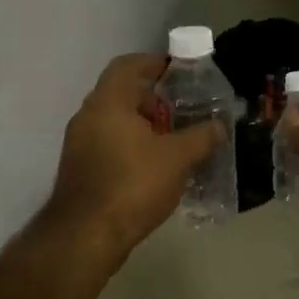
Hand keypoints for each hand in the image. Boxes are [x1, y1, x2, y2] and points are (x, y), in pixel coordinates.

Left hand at [45, 53, 225, 257]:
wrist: (86, 235)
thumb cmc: (132, 185)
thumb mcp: (177, 158)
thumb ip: (202, 136)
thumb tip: (220, 125)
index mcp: (107, 102)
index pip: (127, 65)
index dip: (153, 63)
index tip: (178, 71)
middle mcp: (87, 116)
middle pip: (121, 93)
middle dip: (153, 98)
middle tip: (183, 109)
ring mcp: (78, 143)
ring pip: (114, 121)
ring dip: (142, 124)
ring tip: (174, 138)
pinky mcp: (79, 168)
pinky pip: (107, 144)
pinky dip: (130, 145)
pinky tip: (154, 165)